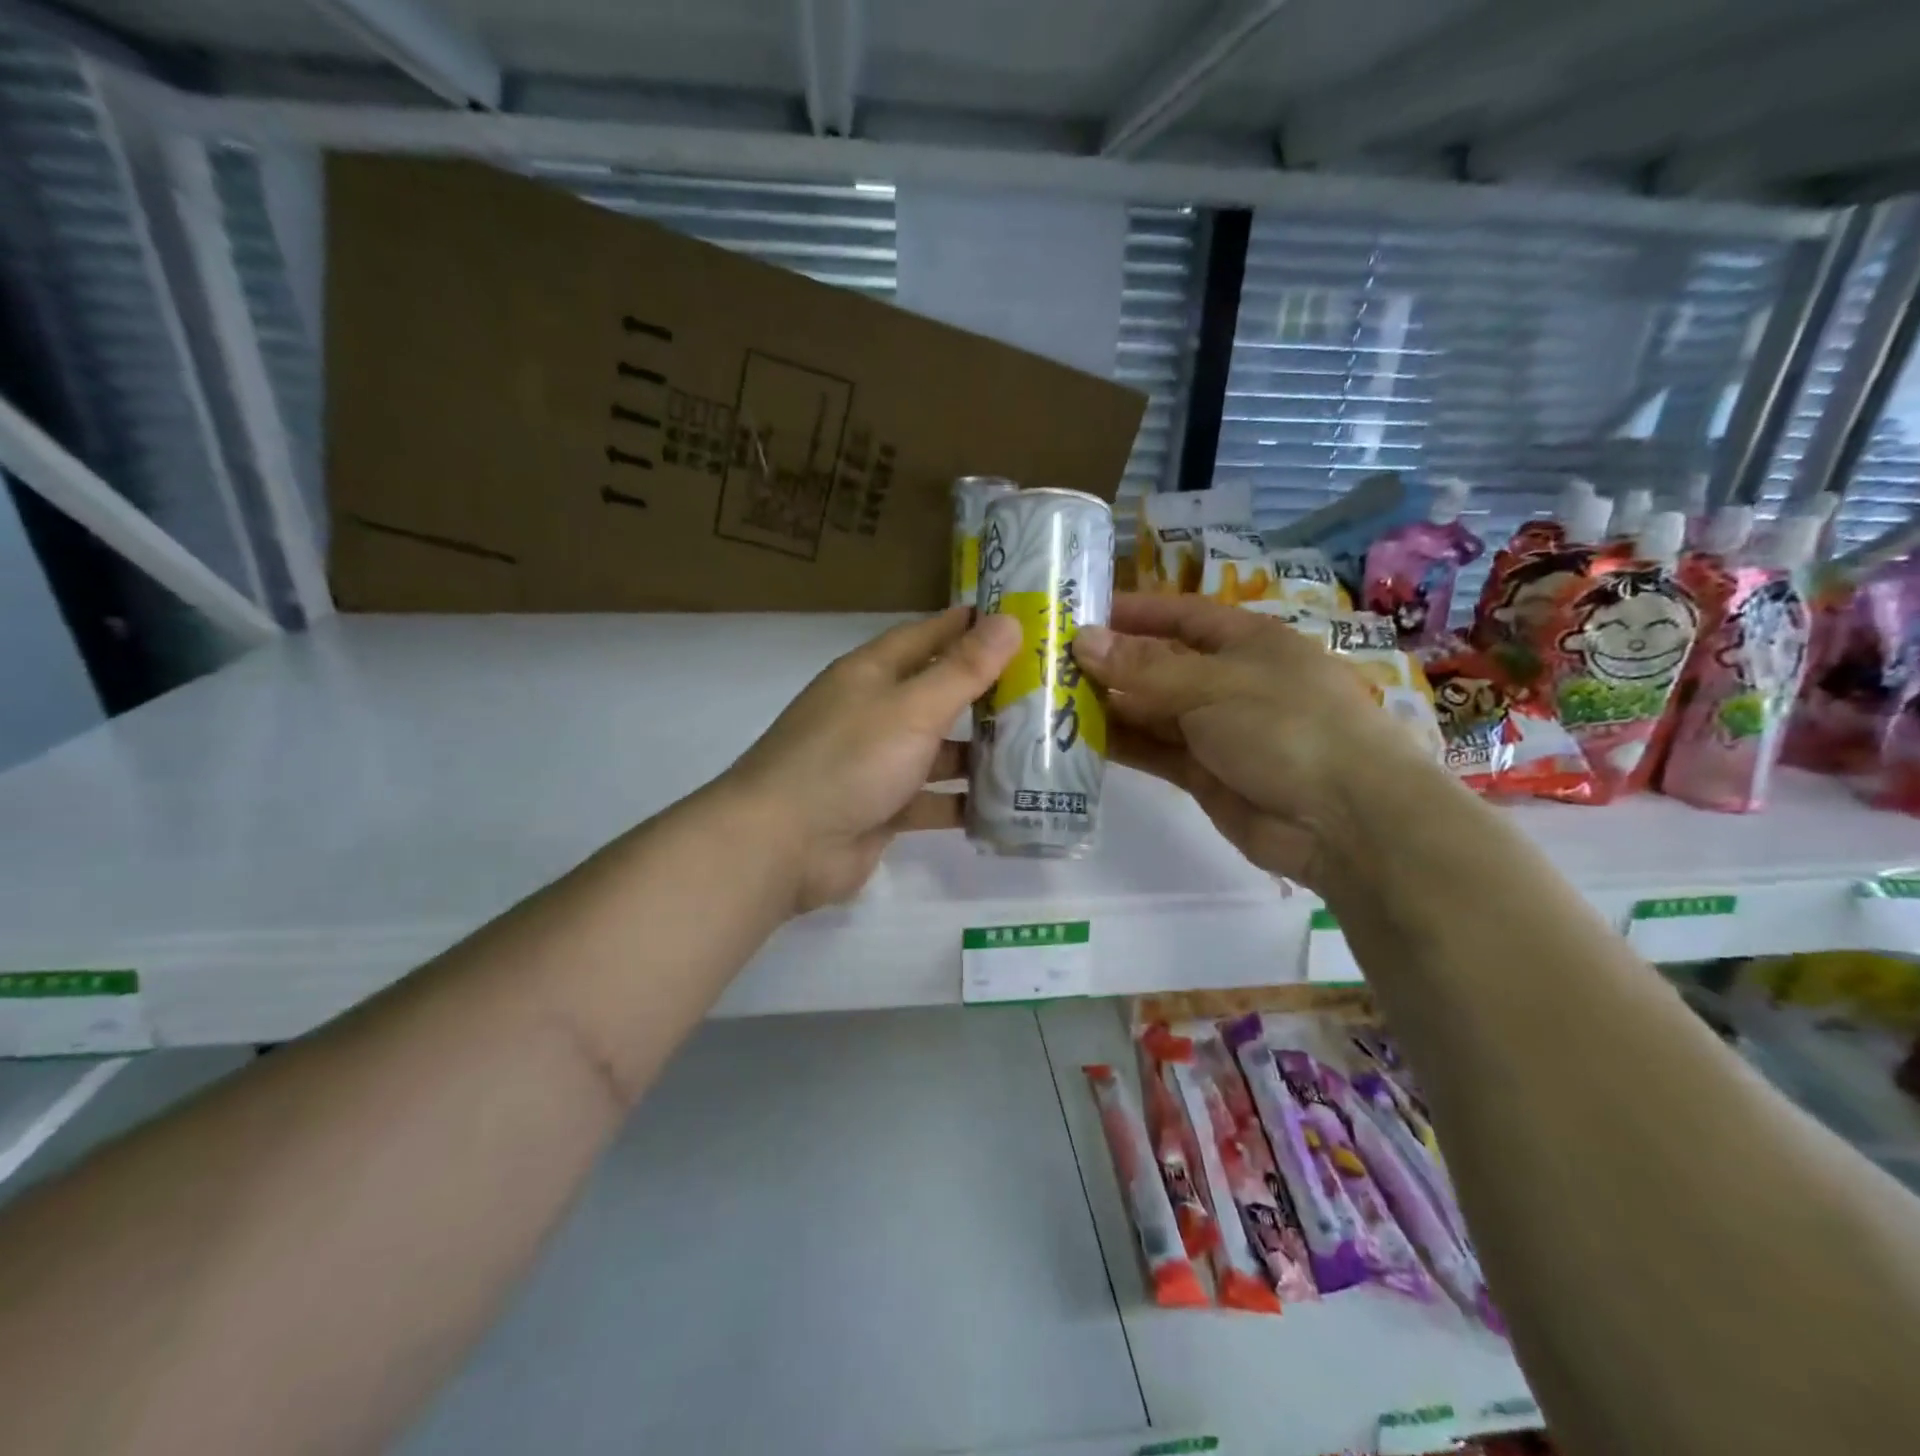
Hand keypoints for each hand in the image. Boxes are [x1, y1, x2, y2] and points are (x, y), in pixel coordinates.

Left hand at [724, 608, 1020, 912]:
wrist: (783, 845)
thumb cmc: (848, 760)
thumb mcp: (912, 708)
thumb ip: (962, 669)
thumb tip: (1008, 620)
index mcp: (872, 673)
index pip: (927, 636)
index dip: (969, 626)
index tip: (1020, 620)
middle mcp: (874, 712)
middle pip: (938, 694)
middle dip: (986, 693)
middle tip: (1046, 690)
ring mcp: (876, 764)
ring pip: (938, 750)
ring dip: (979, 751)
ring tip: (1041, 748)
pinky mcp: (882, 809)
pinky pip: (931, 800)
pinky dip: (963, 802)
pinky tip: (1009, 804)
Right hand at [1072, 593, 1436, 887]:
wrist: (1344, 820)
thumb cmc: (1286, 726)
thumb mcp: (1213, 685)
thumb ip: (1144, 668)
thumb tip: (1082, 641)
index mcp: (1245, 642)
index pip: (1180, 616)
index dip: (1133, 611)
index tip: (1079, 612)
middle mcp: (1227, 680)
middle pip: (1158, 664)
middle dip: (1108, 663)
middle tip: (1048, 663)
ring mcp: (1215, 730)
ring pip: (1151, 711)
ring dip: (1107, 706)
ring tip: (1051, 701)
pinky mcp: (1203, 774)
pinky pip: (1154, 751)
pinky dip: (1121, 745)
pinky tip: (1078, 739)